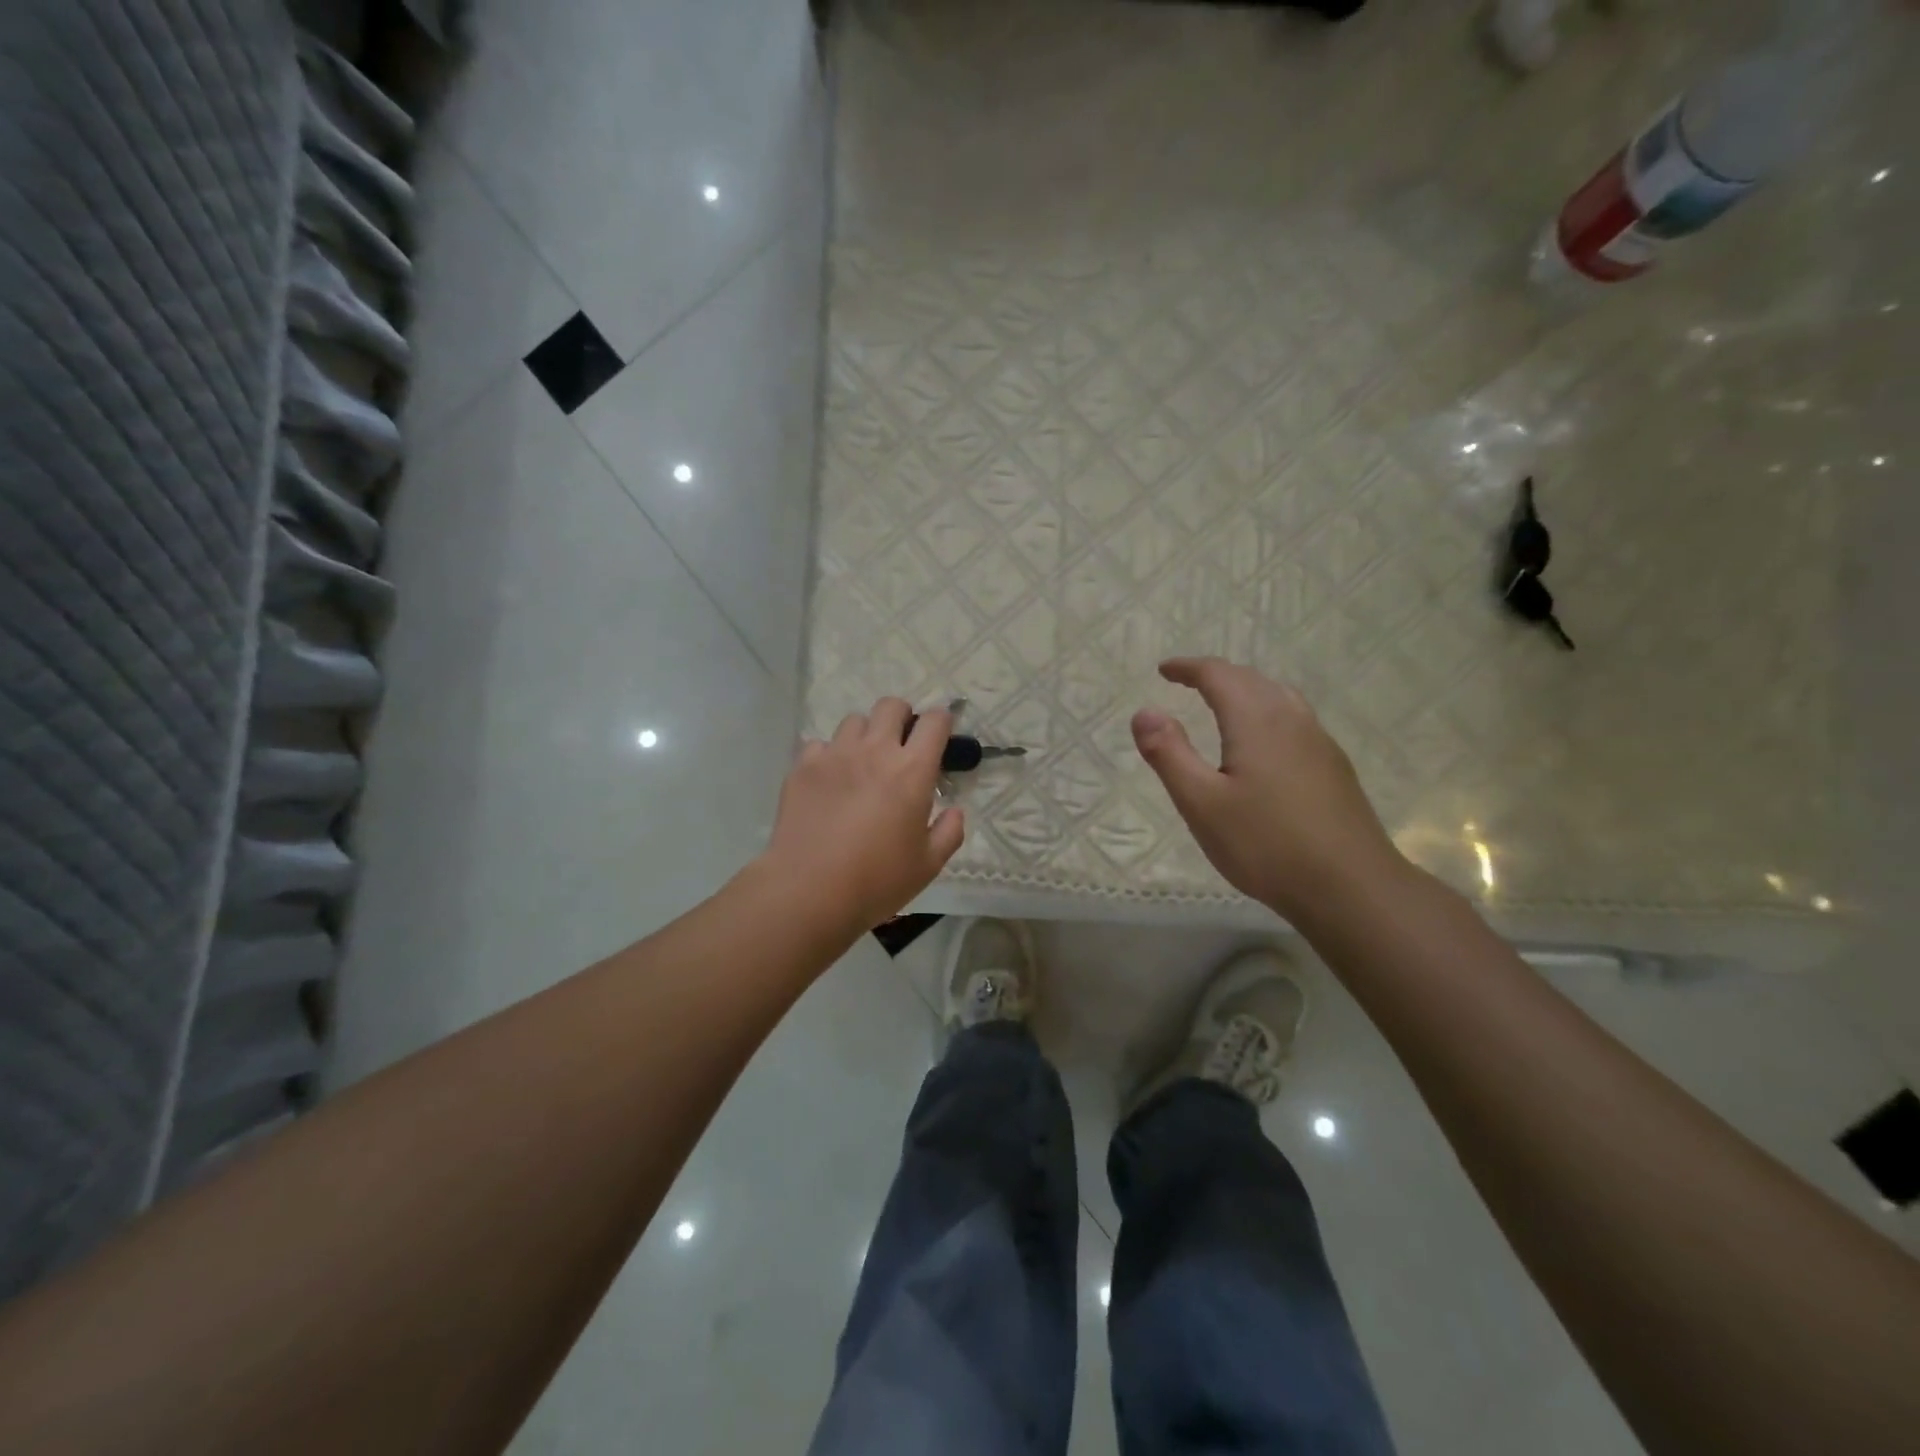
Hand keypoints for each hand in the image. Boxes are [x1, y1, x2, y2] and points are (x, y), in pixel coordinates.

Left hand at [761, 698, 965, 935]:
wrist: (808, 891)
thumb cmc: (876, 881)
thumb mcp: (928, 865)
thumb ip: (949, 832)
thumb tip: (954, 811)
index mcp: (912, 770)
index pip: (934, 722)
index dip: (942, 722)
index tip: (940, 736)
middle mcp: (875, 751)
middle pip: (891, 706)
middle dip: (902, 717)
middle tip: (901, 744)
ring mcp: (835, 755)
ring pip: (854, 721)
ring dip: (865, 735)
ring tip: (862, 763)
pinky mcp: (803, 767)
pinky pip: (819, 744)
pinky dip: (829, 755)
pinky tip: (829, 781)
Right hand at [1132, 658, 1405, 917]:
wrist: (1351, 887)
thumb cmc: (1265, 845)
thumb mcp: (1201, 803)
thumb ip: (1169, 754)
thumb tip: (1144, 711)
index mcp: (1256, 721)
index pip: (1219, 675)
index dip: (1188, 668)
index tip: (1164, 670)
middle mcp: (1291, 720)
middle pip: (1251, 680)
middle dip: (1216, 675)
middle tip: (1187, 683)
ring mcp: (1319, 743)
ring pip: (1278, 697)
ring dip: (1246, 690)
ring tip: (1223, 704)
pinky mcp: (1335, 767)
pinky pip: (1295, 719)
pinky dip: (1267, 712)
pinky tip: (1264, 743)